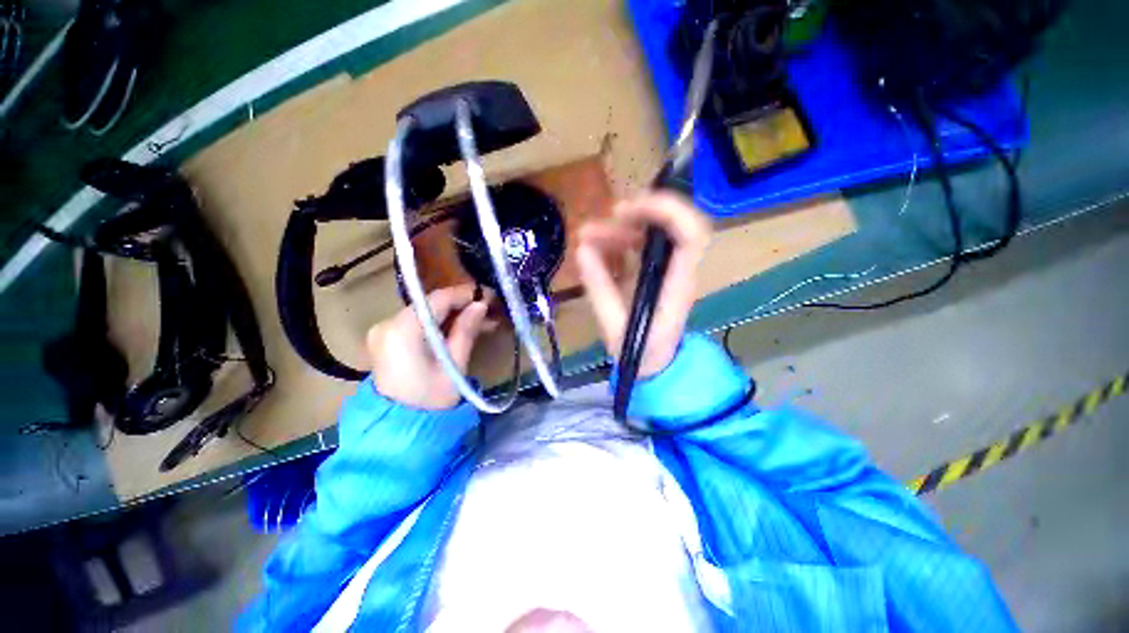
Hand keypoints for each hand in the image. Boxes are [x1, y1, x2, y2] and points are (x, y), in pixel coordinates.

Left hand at [366, 284, 493, 409]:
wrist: (398, 430)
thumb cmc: (430, 402)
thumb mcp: (454, 365)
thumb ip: (466, 330)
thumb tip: (480, 304)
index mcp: (402, 330)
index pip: (437, 299)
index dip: (465, 294)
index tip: (489, 296)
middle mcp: (387, 324)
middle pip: (430, 305)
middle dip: (461, 305)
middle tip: (490, 311)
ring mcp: (384, 332)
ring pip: (426, 313)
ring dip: (453, 315)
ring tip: (481, 322)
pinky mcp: (387, 340)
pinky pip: (418, 324)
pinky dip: (439, 325)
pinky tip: (460, 329)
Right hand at [576, 191, 711, 378]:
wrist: (657, 366)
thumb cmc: (642, 353)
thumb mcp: (615, 328)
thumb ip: (599, 289)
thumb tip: (582, 250)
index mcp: (676, 286)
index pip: (690, 235)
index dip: (666, 211)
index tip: (628, 210)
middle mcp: (678, 271)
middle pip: (671, 226)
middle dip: (637, 214)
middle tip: (603, 220)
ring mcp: (667, 270)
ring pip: (653, 233)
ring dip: (621, 228)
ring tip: (588, 235)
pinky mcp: (654, 273)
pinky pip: (640, 246)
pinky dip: (618, 241)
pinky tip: (596, 248)